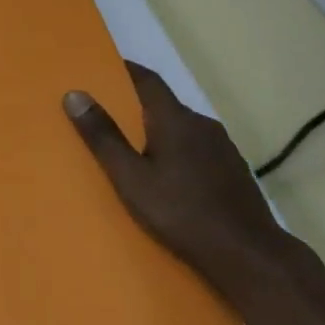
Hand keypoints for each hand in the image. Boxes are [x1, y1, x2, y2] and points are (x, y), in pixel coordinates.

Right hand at [64, 61, 288, 283]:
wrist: (250, 256)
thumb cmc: (182, 213)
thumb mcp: (131, 178)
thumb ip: (103, 137)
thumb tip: (74, 94)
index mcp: (176, 120)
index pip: (147, 80)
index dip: (125, 70)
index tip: (101, 68)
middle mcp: (202, 124)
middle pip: (164, 105)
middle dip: (135, 107)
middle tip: (106, 117)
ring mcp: (222, 148)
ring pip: (181, 129)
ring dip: (157, 132)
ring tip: (132, 150)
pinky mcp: (233, 170)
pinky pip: (196, 149)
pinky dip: (175, 151)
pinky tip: (167, 176)